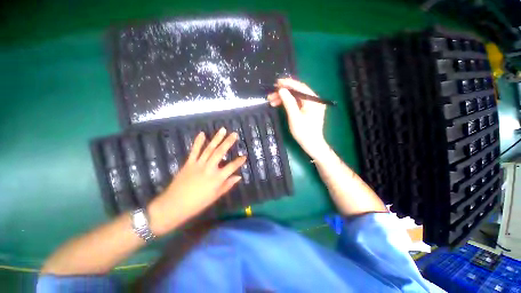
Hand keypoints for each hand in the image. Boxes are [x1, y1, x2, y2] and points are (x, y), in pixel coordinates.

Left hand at [149, 128, 245, 235]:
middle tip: (234, 134)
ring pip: (209, 149)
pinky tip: (202, 134)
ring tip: (223, 130)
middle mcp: (209, 168)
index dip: (239, 161)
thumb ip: (228, 185)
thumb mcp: (216, 196)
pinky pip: (194, 150)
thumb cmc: (198, 203)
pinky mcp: (189, 163)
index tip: (244, 156)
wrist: (174, 205)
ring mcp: (198, 164)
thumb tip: (238, 177)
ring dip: (216, 138)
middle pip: (220, 152)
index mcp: (217, 178)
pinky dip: (198, 142)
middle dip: (228, 142)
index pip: (232, 167)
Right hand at [268, 78, 328, 158]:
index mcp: (314, 101)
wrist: (312, 145)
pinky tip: (278, 104)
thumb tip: (281, 90)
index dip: (288, 84)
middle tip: (271, 94)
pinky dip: (288, 103)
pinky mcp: (307, 110)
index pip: (300, 87)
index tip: (277, 82)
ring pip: (295, 97)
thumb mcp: (294, 117)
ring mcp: (311, 105)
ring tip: (271, 101)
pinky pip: (296, 103)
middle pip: (297, 92)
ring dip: (283, 98)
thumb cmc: (304, 132)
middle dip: (283, 92)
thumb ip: (288, 102)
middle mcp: (314, 100)